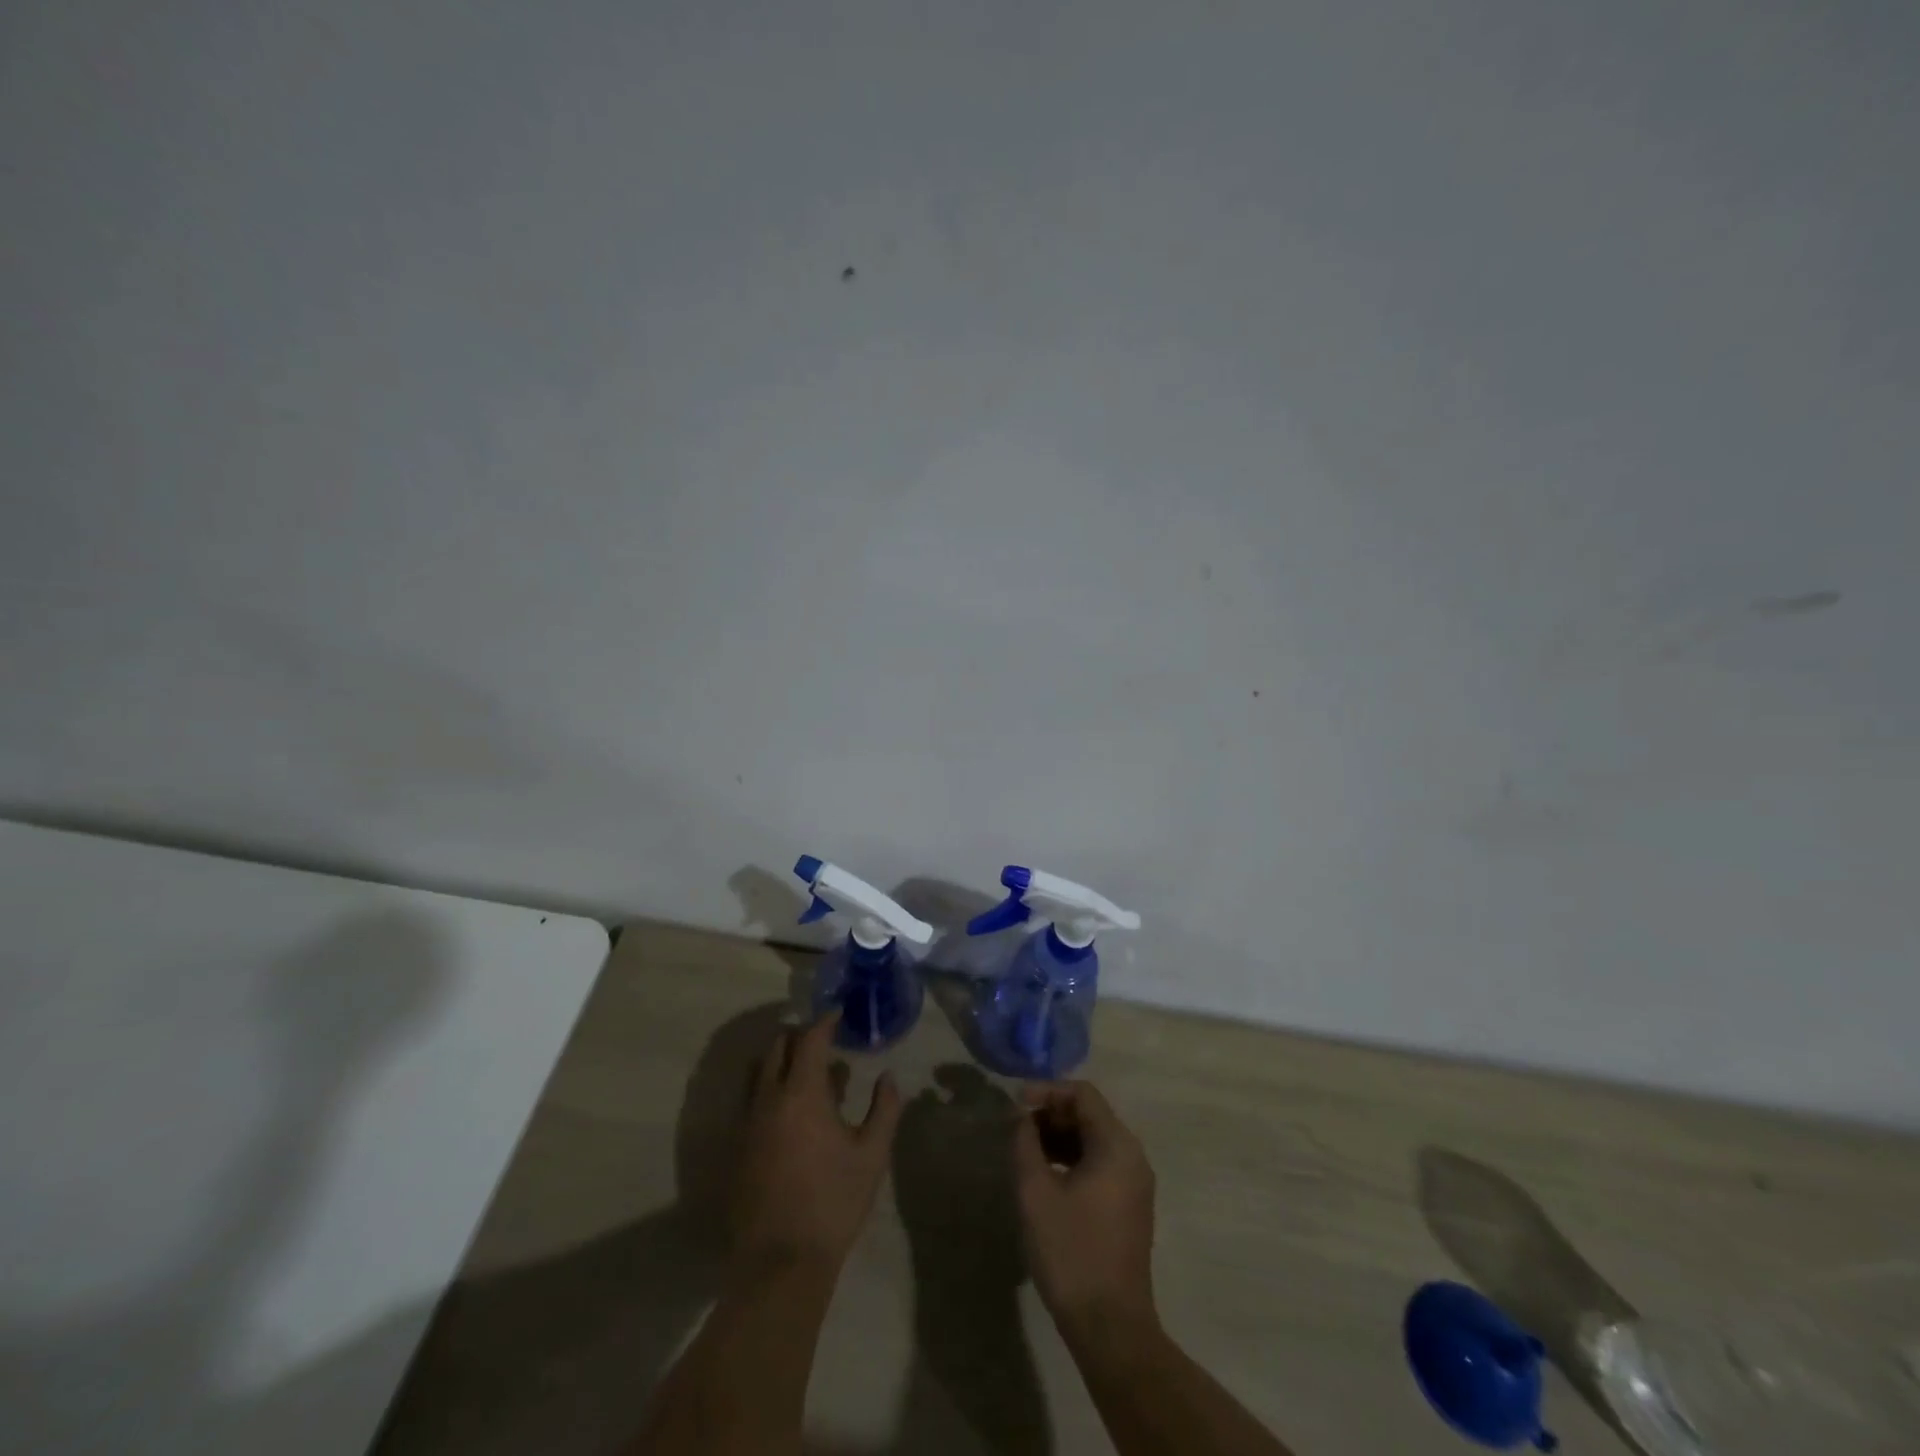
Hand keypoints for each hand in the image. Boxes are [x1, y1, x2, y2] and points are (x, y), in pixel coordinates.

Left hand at [730, 1016, 901, 1276]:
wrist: (780, 1262)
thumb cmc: (833, 1202)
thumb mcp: (872, 1155)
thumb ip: (884, 1109)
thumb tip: (888, 1076)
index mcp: (802, 1093)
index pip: (810, 1039)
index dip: (825, 1021)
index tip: (839, 1013)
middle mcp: (769, 1098)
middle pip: (777, 1047)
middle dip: (800, 1036)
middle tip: (824, 1041)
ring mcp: (748, 1123)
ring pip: (759, 1072)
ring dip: (781, 1060)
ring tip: (807, 1071)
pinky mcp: (738, 1147)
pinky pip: (752, 1099)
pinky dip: (771, 1088)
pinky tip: (791, 1110)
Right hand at [1013, 1081, 1157, 1342]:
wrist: (1110, 1327)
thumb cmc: (1071, 1252)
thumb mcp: (1036, 1192)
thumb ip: (1025, 1144)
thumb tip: (1021, 1118)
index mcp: (1117, 1145)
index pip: (1082, 1094)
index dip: (1046, 1091)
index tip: (1015, 1104)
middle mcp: (1133, 1156)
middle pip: (1090, 1115)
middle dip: (1051, 1114)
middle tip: (1016, 1128)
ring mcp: (1135, 1183)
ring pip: (1093, 1140)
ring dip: (1059, 1138)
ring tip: (1025, 1151)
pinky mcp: (1129, 1206)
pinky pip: (1100, 1164)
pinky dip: (1072, 1160)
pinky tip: (1045, 1177)